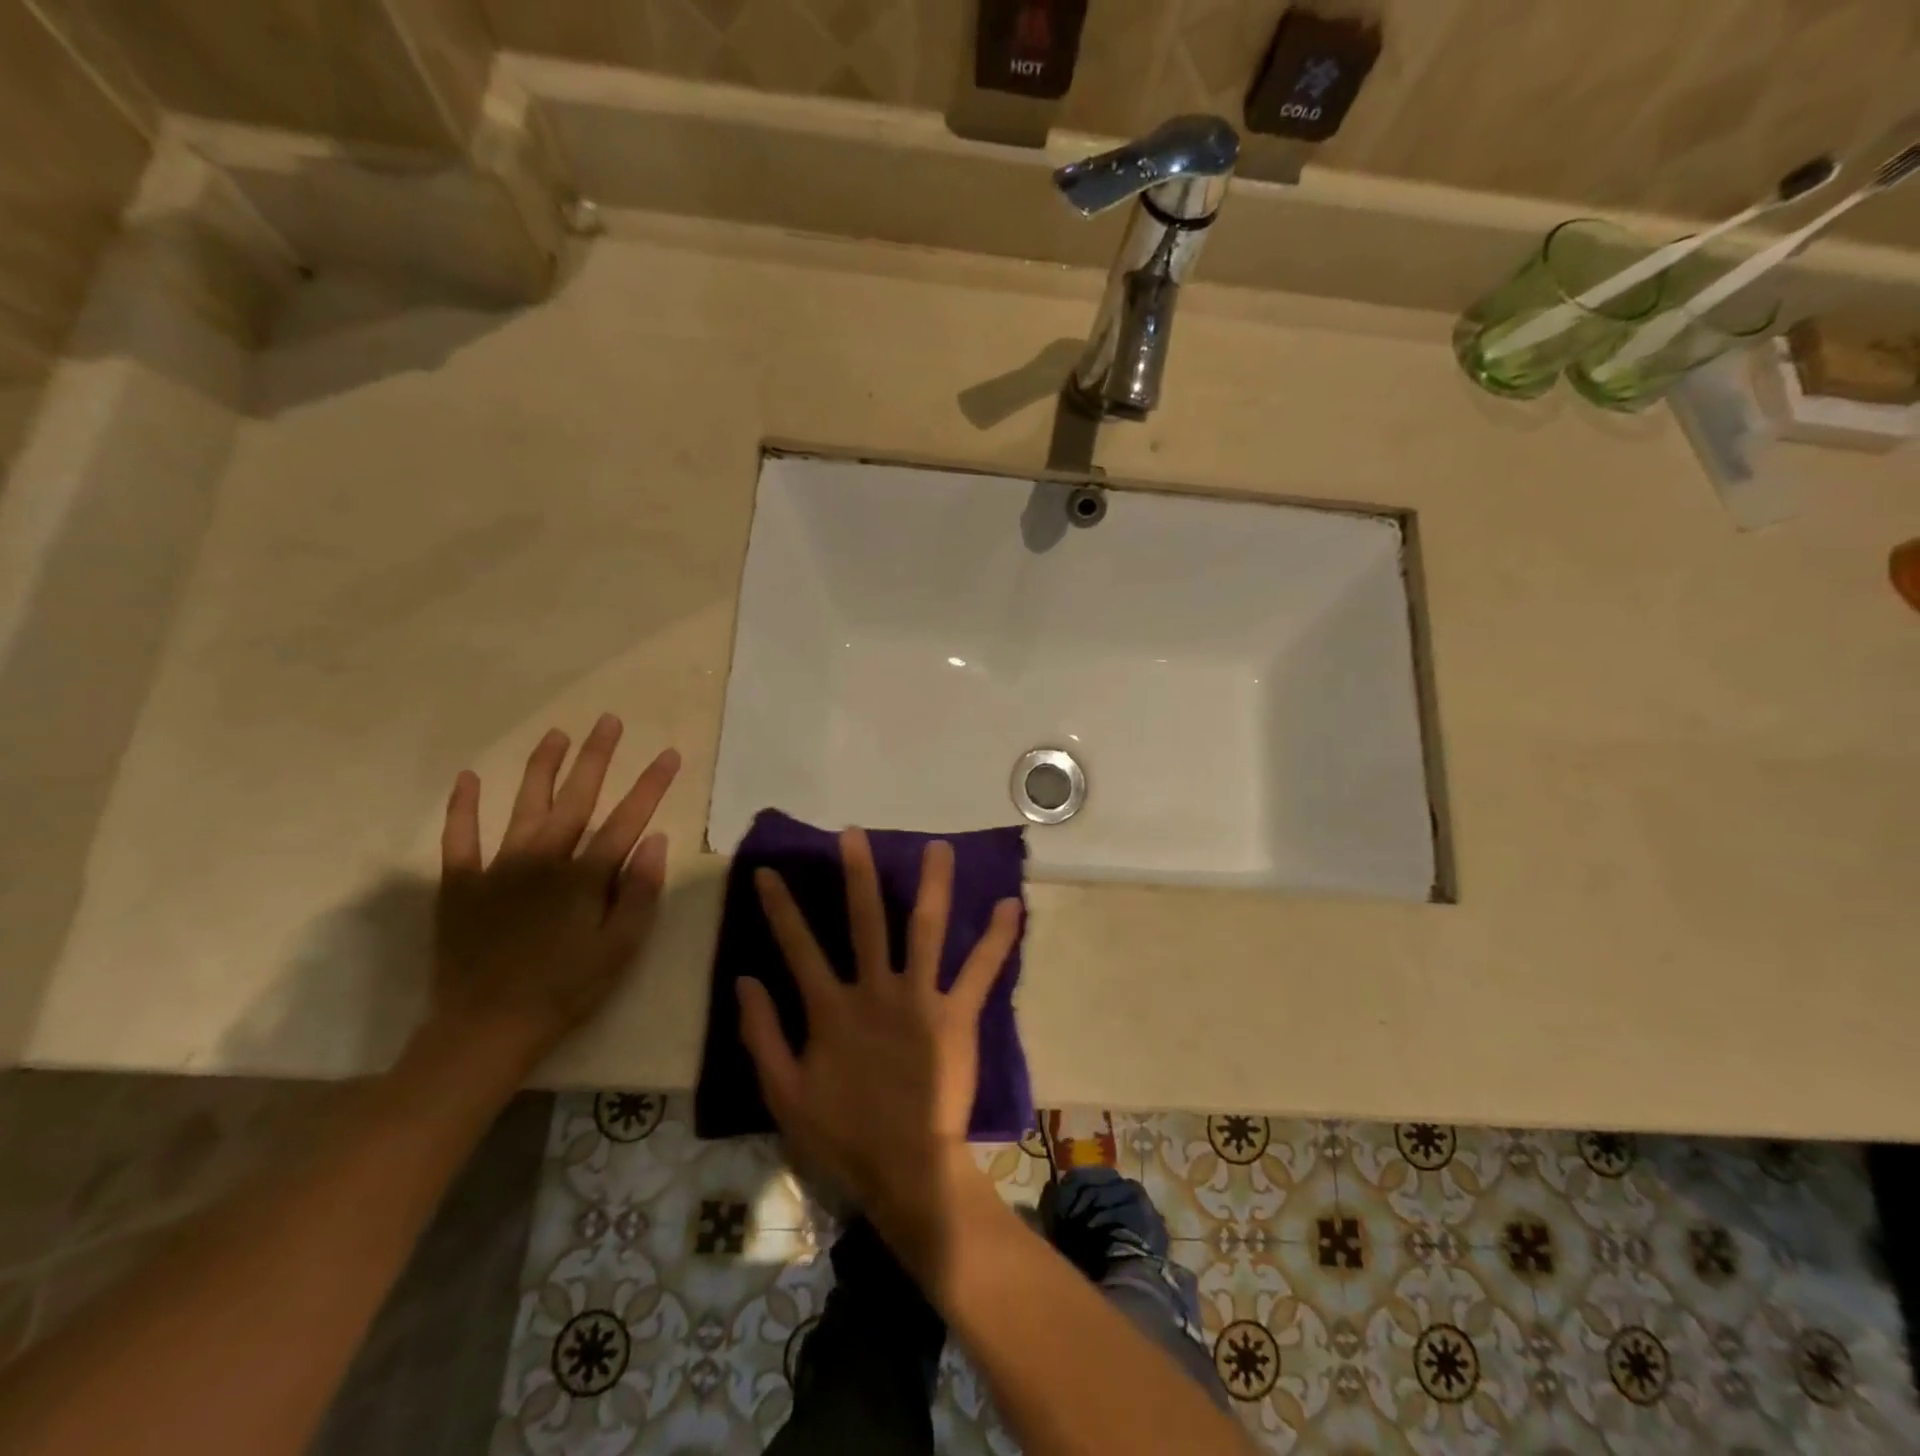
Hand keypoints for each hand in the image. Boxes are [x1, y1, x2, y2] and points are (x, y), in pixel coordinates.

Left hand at [431, 714, 679, 1074]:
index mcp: (585, 876)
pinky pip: (459, 838)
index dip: (651, 784)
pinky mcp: (461, 884)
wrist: (487, 1027)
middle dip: (597, 757)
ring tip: (556, 734)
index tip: (670, 753)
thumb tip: (655, 840)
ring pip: (524, 805)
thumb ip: (639, 892)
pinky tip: (468, 779)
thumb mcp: (621, 948)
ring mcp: (498, 867)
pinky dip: (463, 808)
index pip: (628, 818)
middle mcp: (544, 859)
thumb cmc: (566, 989)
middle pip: (576, 798)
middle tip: (609, 721)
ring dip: (541, 767)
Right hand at [738, 829, 1021, 1265]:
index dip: (781, 907)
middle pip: (866, 920)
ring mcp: (920, 998)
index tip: (770, 871)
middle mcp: (876, 990)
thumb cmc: (842, 1134)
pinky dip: (998, 939)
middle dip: (858, 874)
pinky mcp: (957, 1015)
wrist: (905, 1168)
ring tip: (939, 847)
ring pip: (926, 929)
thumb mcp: (783, 1091)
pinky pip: (981, 971)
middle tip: (855, 834)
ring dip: (932, 886)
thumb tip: (745, 979)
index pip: (798, 946)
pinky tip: (1012, 905)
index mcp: (831, 1008)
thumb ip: (762, 1033)